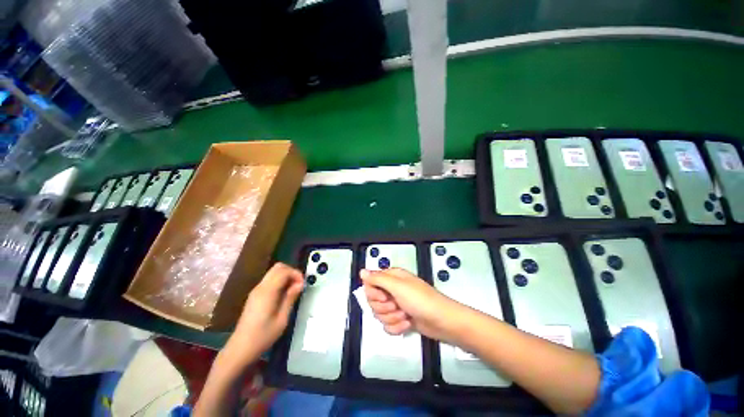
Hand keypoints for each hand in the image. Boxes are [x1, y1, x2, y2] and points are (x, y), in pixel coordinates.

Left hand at [227, 263, 304, 360]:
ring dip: (286, 276)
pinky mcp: (255, 295)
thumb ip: (290, 298)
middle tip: (299, 285)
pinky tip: (284, 294)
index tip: (303, 285)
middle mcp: (260, 287)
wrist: (240, 348)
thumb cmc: (263, 336)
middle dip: (291, 272)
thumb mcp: (282, 319)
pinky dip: (280, 281)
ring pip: (273, 272)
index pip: (284, 271)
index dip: (296, 274)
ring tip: (293, 290)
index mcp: (267, 292)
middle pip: (278, 267)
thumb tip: (300, 284)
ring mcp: (256, 290)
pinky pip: (270, 280)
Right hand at [361, 268, 462, 341]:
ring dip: (392, 318)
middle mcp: (392, 289)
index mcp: (391, 278)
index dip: (374, 293)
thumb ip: (377, 279)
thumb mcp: (398, 286)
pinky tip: (407, 323)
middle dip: (384, 307)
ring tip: (405, 314)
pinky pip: (387, 325)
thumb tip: (362, 271)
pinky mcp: (400, 319)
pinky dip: (397, 327)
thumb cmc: (421, 300)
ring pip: (379, 315)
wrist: (441, 321)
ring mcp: (396, 305)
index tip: (384, 296)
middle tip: (396, 305)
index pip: (370, 283)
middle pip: (373, 301)